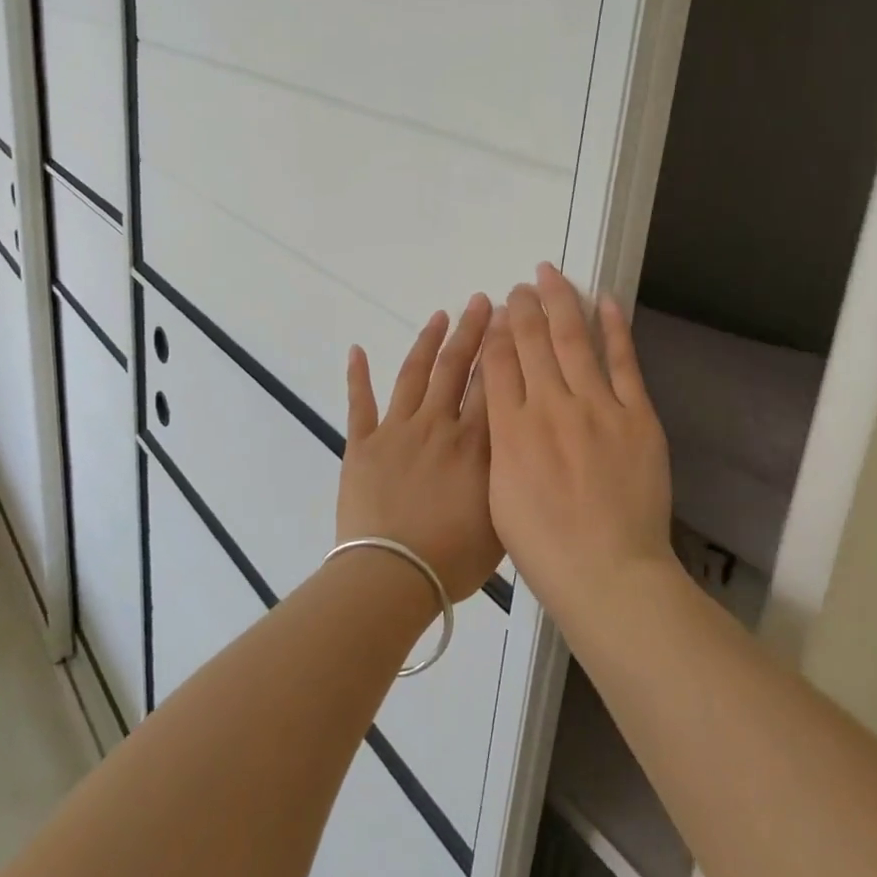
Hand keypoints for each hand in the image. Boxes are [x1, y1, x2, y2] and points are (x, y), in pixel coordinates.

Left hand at [337, 293, 501, 603]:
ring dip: (427, 341)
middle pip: (456, 367)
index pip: (491, 382)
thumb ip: (509, 472)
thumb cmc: (454, 557)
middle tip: (481, 301)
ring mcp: (397, 430)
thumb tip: (519, 440)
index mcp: (474, 442)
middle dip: (471, 331)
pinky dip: (357, 375)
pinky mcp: (362, 444)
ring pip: (414, 374)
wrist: (393, 574)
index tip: (509, 318)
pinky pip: (359, 403)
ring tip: (440, 315)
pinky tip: (357, 350)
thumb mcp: (502, 516)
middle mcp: (438, 424)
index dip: (502, 347)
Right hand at [480, 263, 675, 625]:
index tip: (495, 310)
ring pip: (574, 340)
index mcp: (512, 430)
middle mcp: (550, 407)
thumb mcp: (499, 496)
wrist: (608, 571)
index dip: (496, 331)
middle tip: (520, 285)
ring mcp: (597, 407)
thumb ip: (499, 443)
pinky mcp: (637, 416)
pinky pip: (624, 363)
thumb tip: (501, 406)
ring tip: (550, 275)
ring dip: (560, 302)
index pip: (498, 363)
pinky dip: (615, 329)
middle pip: (531, 341)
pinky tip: (605, 301)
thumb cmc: (544, 546)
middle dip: (522, 307)